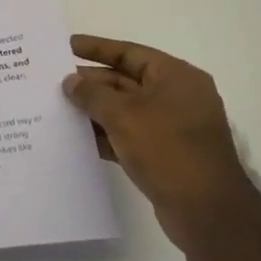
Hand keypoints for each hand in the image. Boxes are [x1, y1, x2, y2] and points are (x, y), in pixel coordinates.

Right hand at [62, 36, 259, 250]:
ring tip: (58, 108)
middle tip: (53, 81)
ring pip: (125, 110)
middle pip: (125, 81)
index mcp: (176, 77)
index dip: (96, 48)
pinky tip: (77, 138)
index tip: (65, 46)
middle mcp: (177, 97)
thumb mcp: (122, 115)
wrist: (207, 214)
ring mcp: (172, 128)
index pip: (129, 52)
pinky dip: (105, 134)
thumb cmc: (167, 149)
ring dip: (94, 110)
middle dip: (91, 83)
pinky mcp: (166, 155)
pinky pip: (129, 135)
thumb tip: (71, 82)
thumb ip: (92, 94)